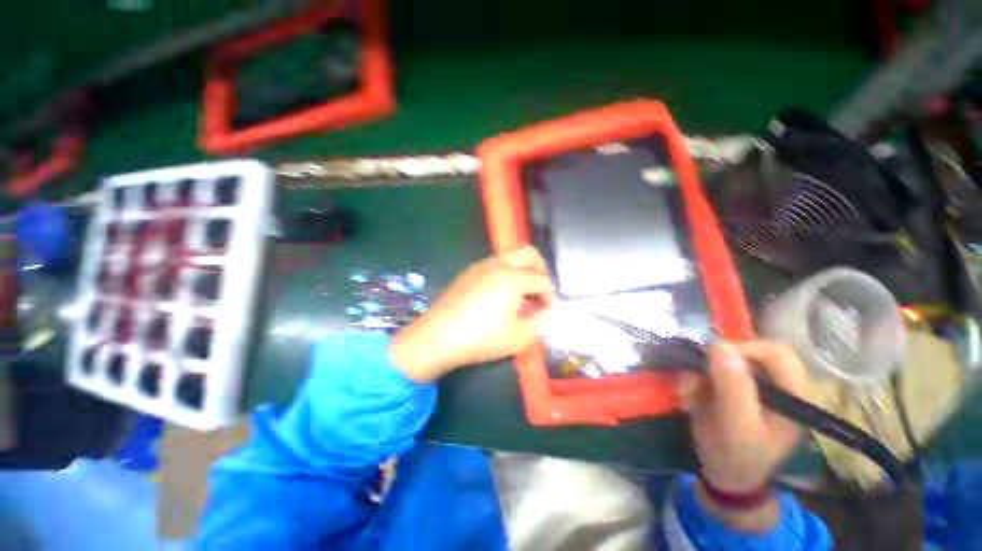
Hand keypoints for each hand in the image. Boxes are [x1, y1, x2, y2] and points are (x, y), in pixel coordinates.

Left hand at [390, 246, 554, 382]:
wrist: (438, 336)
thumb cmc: (480, 338)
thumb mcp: (518, 338)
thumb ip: (540, 322)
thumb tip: (548, 311)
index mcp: (513, 278)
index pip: (542, 280)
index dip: (550, 296)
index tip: (548, 311)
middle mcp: (498, 264)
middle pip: (529, 253)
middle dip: (541, 269)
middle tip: (540, 290)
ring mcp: (481, 265)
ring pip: (511, 256)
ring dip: (523, 270)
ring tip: (521, 295)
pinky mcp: (470, 271)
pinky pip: (495, 264)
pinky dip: (506, 273)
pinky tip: (501, 294)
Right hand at [679, 340, 806, 530]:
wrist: (723, 477)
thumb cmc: (735, 455)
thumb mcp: (735, 425)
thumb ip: (733, 386)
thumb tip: (720, 346)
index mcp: (792, 395)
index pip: (777, 352)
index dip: (745, 347)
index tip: (713, 356)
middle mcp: (777, 386)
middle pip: (751, 352)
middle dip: (718, 360)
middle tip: (698, 373)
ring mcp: (756, 387)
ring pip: (728, 360)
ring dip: (703, 371)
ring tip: (690, 392)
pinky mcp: (736, 390)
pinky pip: (714, 371)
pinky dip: (698, 378)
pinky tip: (690, 395)